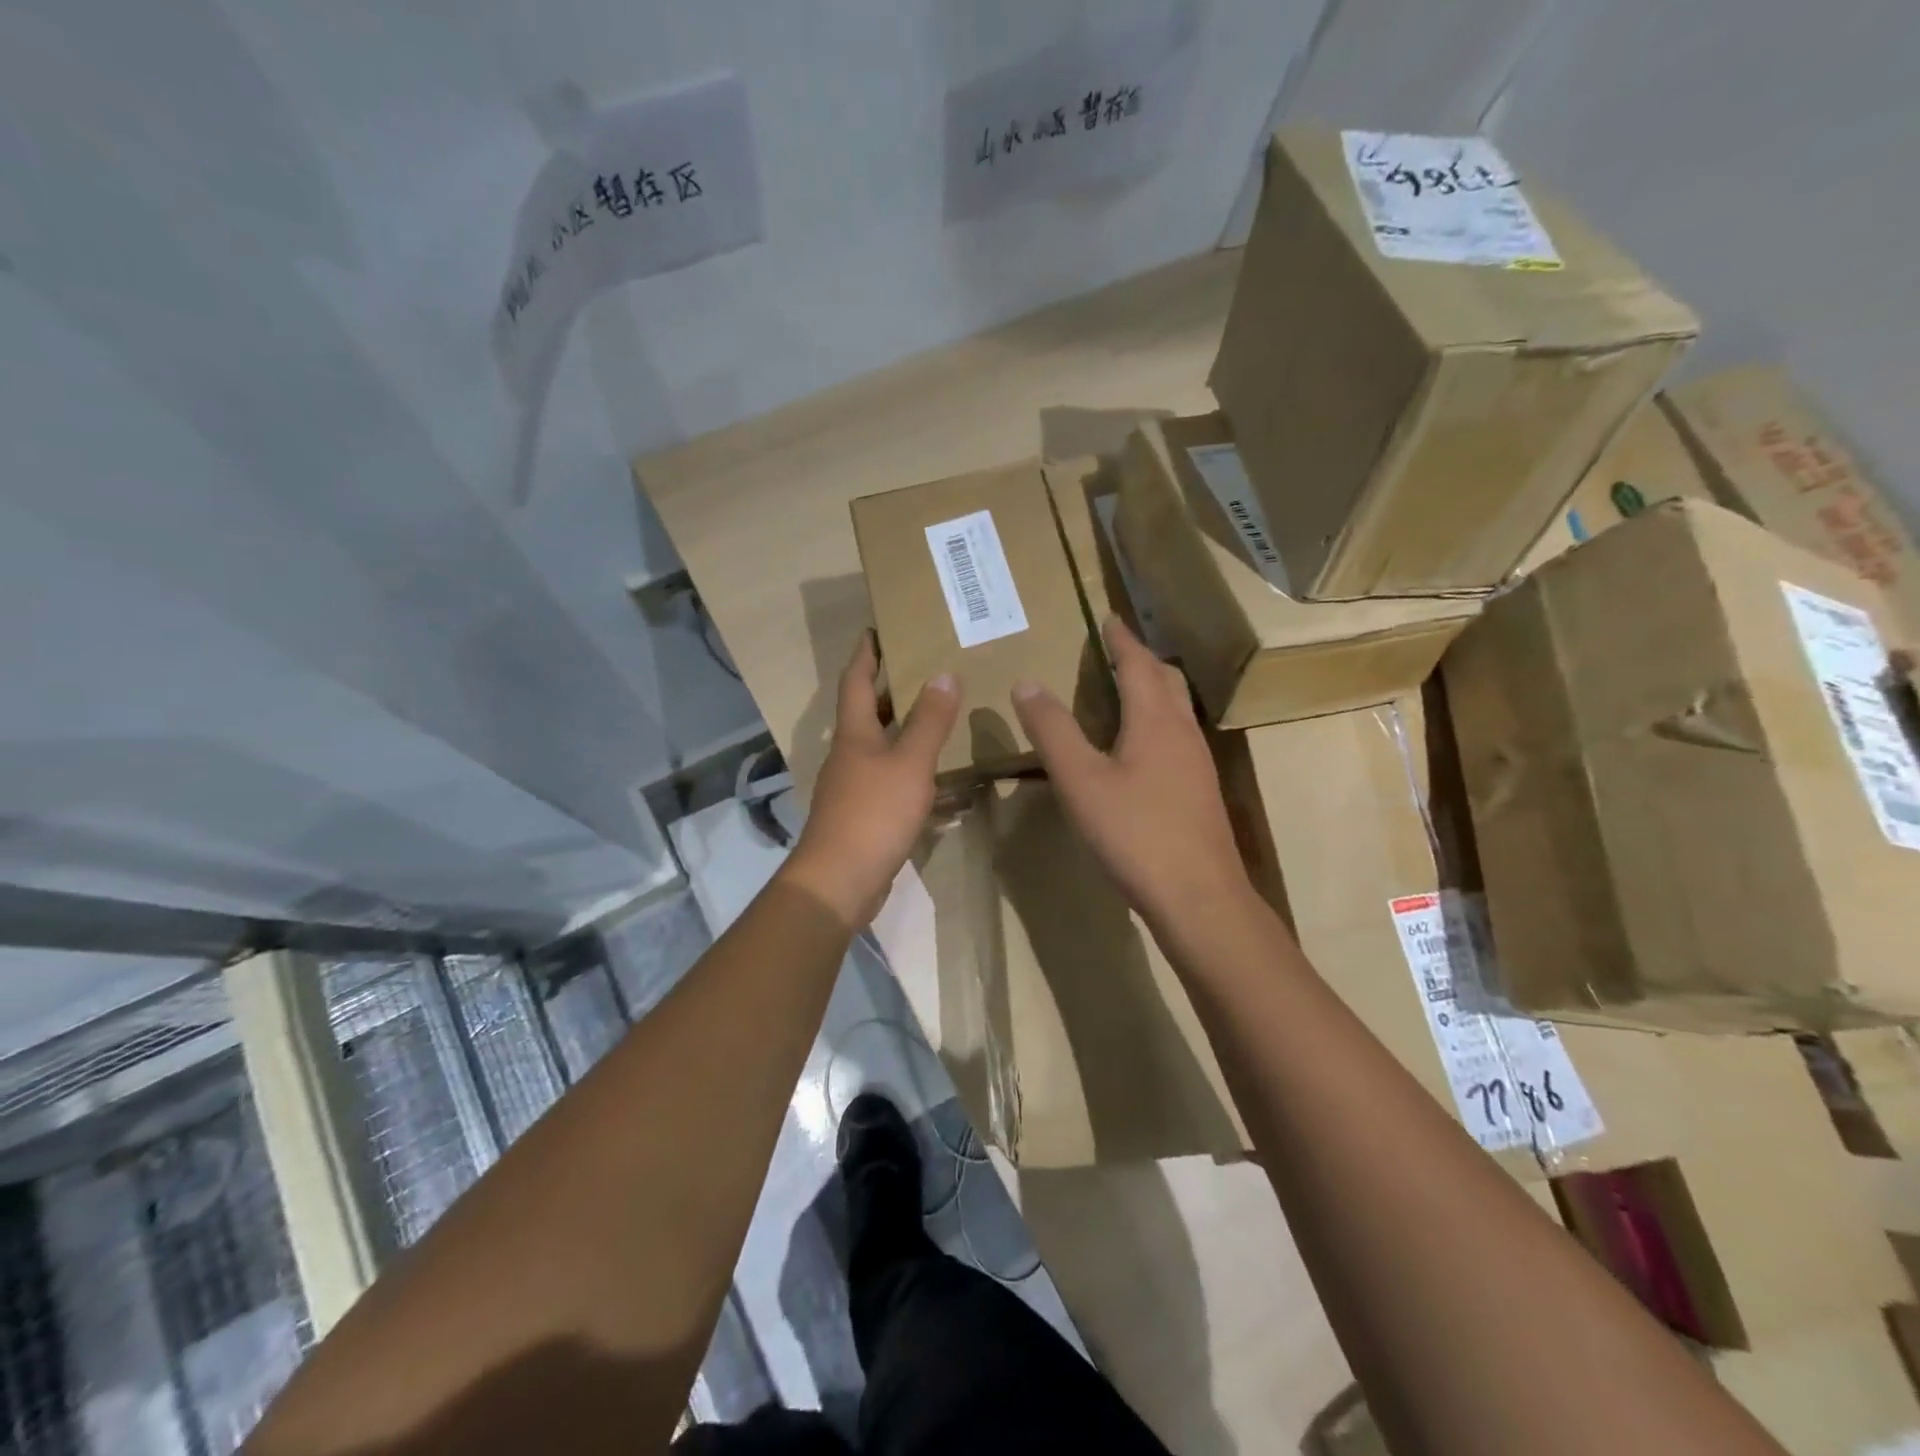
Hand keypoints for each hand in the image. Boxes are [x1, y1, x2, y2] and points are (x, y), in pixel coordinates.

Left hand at [782, 633, 960, 928]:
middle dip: (887, 689)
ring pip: (880, 748)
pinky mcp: (863, 815)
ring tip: (936, 717)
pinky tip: (938, 780)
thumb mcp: (910, 763)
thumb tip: (943, 674)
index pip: (855, 680)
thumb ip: (929, 720)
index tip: (876, 628)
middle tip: (919, 668)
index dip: (866, 653)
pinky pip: (890, 781)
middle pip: (865, 712)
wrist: (840, 881)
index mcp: (854, 734)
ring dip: (902, 730)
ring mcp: (853, 787)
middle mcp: (848, 755)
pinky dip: (911, 772)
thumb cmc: (874, 813)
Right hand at [1012, 616, 1253, 930]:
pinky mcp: (1200, 792)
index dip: (1122, 639)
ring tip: (1127, 689)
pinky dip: (1159, 721)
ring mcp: (1197, 763)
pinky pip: (1179, 737)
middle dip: (1142, 659)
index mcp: (1155, 720)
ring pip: (1177, 710)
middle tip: (1117, 649)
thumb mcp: (1081, 781)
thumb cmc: (1135, 834)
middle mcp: (1183, 732)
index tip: (1110, 618)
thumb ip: (1053, 731)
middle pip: (1166, 680)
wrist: (1199, 897)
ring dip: (1154, 689)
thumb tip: (1027, 683)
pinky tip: (1142, 748)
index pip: (1138, 664)